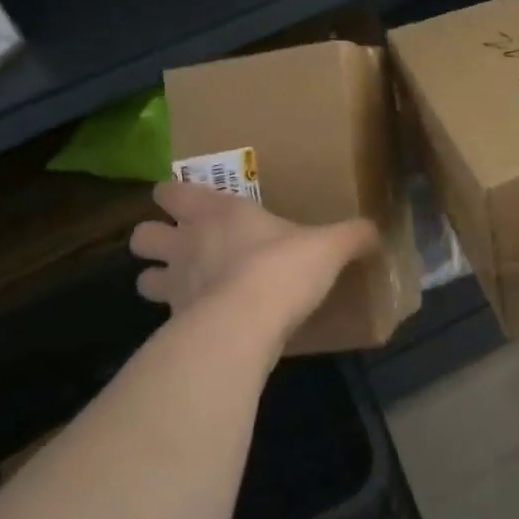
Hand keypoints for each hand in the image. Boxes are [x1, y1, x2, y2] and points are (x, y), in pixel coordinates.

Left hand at [129, 182, 378, 352]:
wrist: (245, 326)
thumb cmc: (281, 269)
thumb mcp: (328, 246)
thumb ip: (352, 235)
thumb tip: (377, 232)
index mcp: (217, 211)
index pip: (170, 191)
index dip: (174, 195)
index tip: (189, 201)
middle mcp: (186, 243)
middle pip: (141, 235)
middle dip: (155, 239)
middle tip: (182, 246)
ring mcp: (174, 287)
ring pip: (142, 279)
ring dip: (158, 280)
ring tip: (186, 287)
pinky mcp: (174, 327)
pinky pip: (165, 320)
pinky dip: (179, 320)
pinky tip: (203, 324)